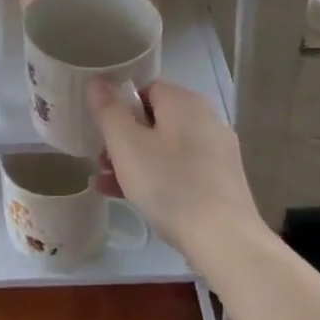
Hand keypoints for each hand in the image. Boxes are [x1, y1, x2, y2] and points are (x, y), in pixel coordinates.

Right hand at [89, 80, 261, 260]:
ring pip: (166, 148)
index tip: (102, 131)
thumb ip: (108, 110)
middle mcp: (206, 119)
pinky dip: (157, 177)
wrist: (223, 239)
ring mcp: (217, 152)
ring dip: (134, 161)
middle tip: (101, 160)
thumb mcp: (126, 144)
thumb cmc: (168, 183)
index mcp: (184, 102)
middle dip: (123, 139)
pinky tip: (132, 199)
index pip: (146, 89)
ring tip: (107, 183)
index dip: (119, 107)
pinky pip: (181, 169)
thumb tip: (96, 80)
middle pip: (155, 120)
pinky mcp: (222, 181)